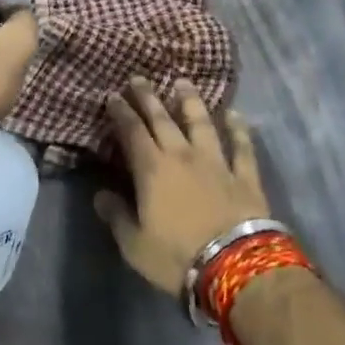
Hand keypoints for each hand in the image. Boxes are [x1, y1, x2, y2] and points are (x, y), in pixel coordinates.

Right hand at [94, 77, 268, 295]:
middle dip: (148, 97)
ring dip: (190, 101)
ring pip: (201, 123)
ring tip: (183, 83)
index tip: (113, 96)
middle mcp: (182, 155)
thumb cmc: (177, 257)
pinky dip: (238, 129)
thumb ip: (117, 216)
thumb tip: (99, 195)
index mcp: (152, 169)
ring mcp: (216, 162)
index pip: (132, 132)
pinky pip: (242, 147)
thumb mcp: (135, 245)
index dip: (121, 112)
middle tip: (139, 79)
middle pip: (162, 119)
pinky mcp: (244, 175)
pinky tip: (235, 114)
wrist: (235, 266)